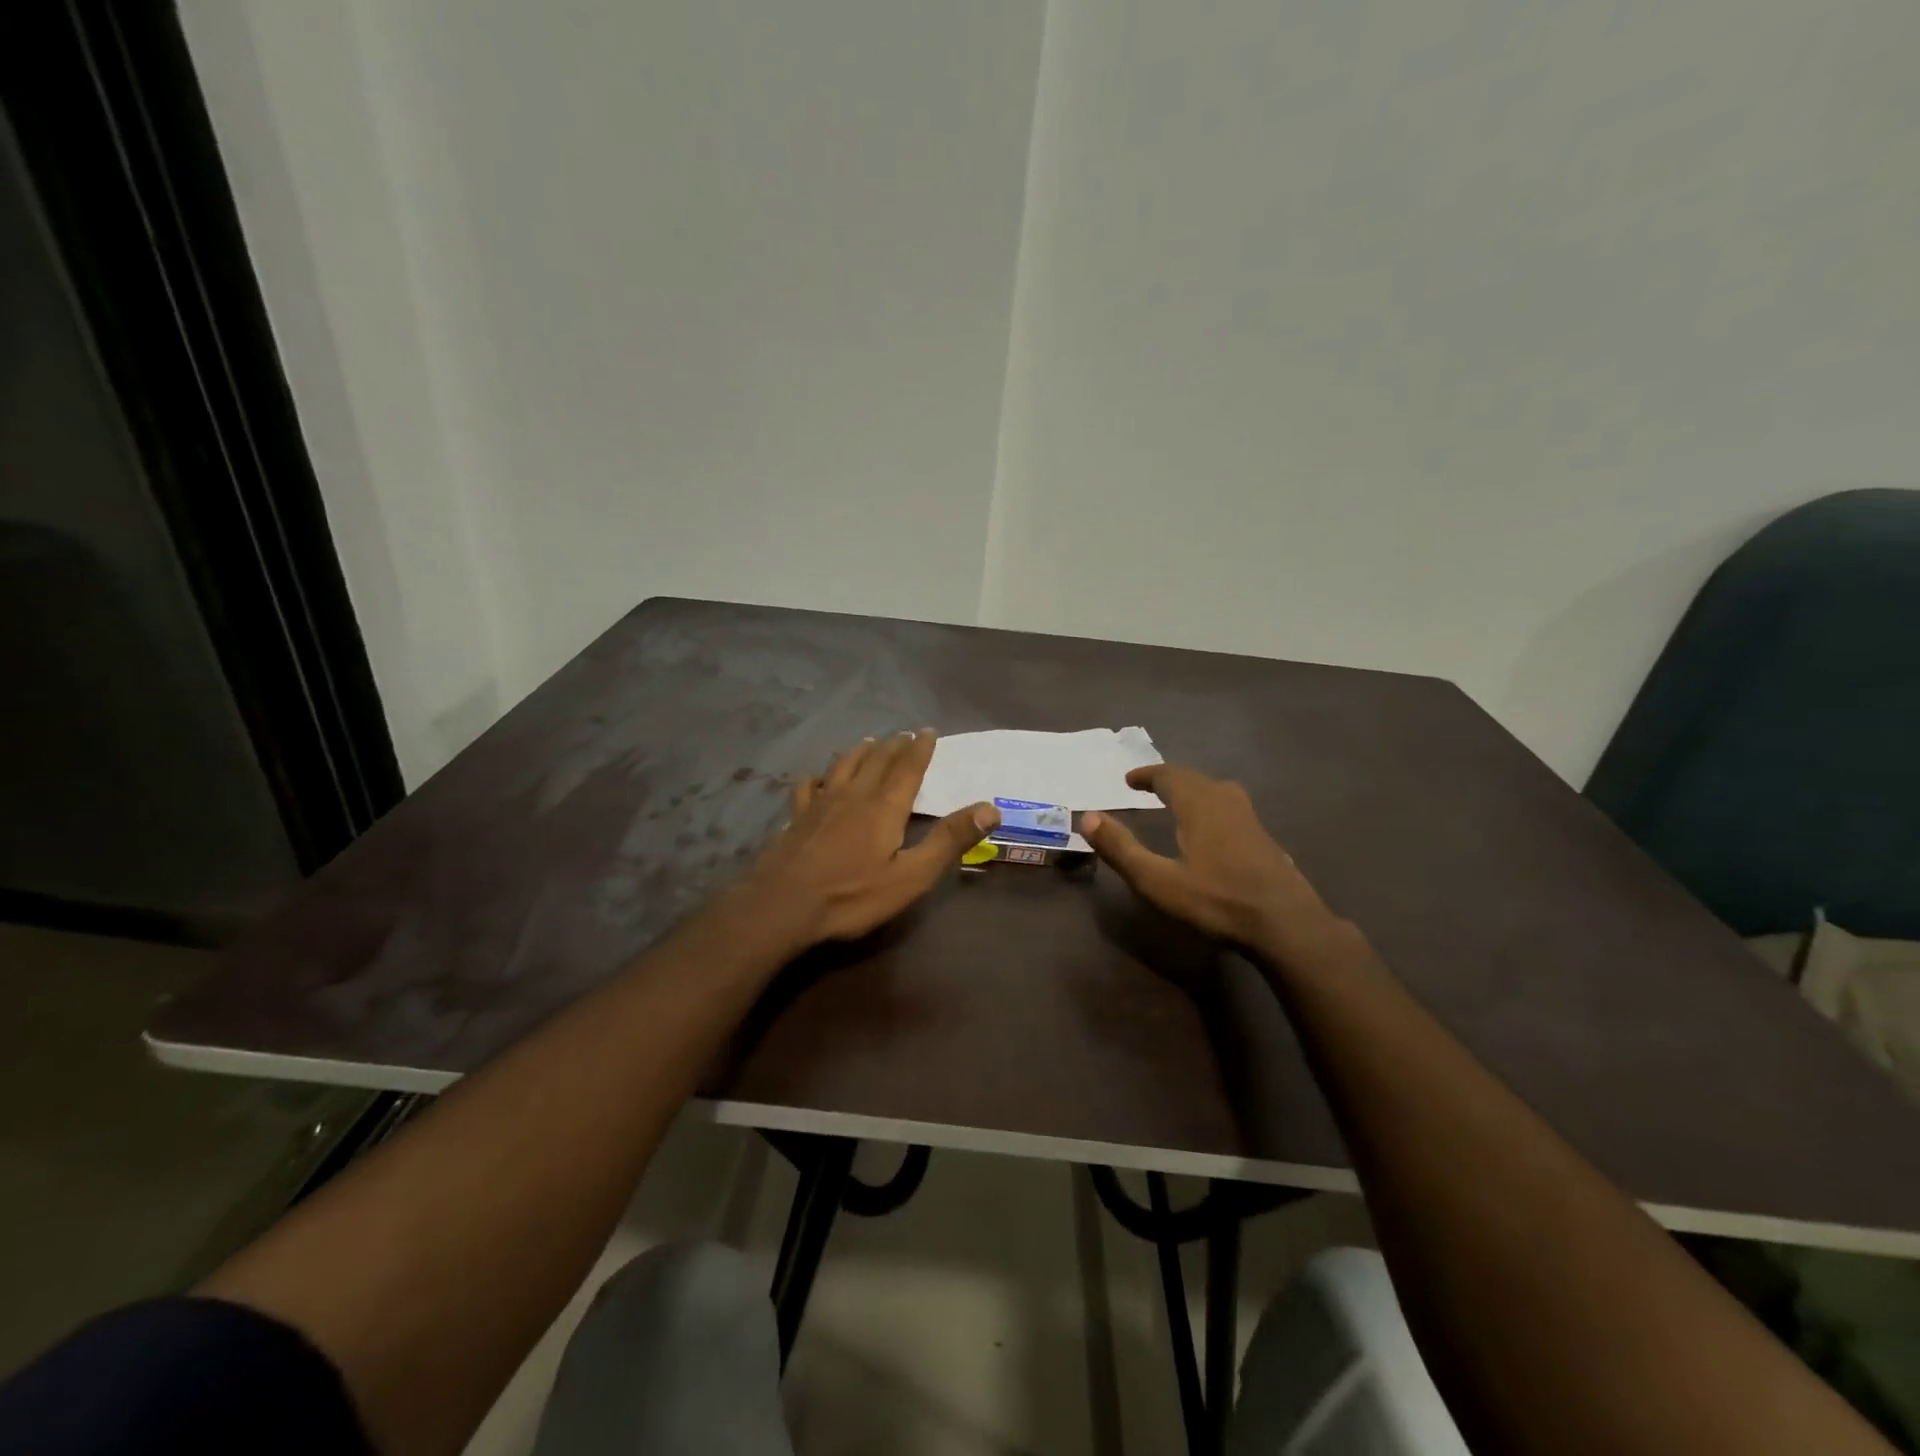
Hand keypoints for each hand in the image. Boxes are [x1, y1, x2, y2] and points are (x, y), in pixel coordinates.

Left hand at [744, 730, 998, 948]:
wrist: (782, 906)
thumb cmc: (852, 896)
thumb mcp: (911, 876)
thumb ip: (949, 841)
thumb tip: (990, 808)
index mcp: (884, 807)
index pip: (907, 768)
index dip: (919, 749)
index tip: (928, 731)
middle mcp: (853, 795)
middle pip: (876, 761)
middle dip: (893, 746)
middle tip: (903, 734)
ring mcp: (820, 804)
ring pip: (843, 766)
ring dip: (859, 752)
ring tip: (869, 742)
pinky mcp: (796, 818)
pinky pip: (808, 787)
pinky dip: (817, 777)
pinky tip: (816, 777)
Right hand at [1081, 764, 1341, 955]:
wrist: (1287, 925)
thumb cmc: (1217, 901)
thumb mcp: (1158, 881)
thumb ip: (1122, 849)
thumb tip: (1088, 817)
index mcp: (1199, 804)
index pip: (1169, 775)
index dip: (1146, 775)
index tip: (1129, 779)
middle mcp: (1226, 801)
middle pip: (1194, 779)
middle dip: (1169, 780)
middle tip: (1149, 788)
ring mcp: (1251, 819)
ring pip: (1217, 791)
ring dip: (1193, 791)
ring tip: (1178, 803)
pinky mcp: (1265, 839)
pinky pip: (1231, 808)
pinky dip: (1212, 807)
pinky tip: (1212, 831)